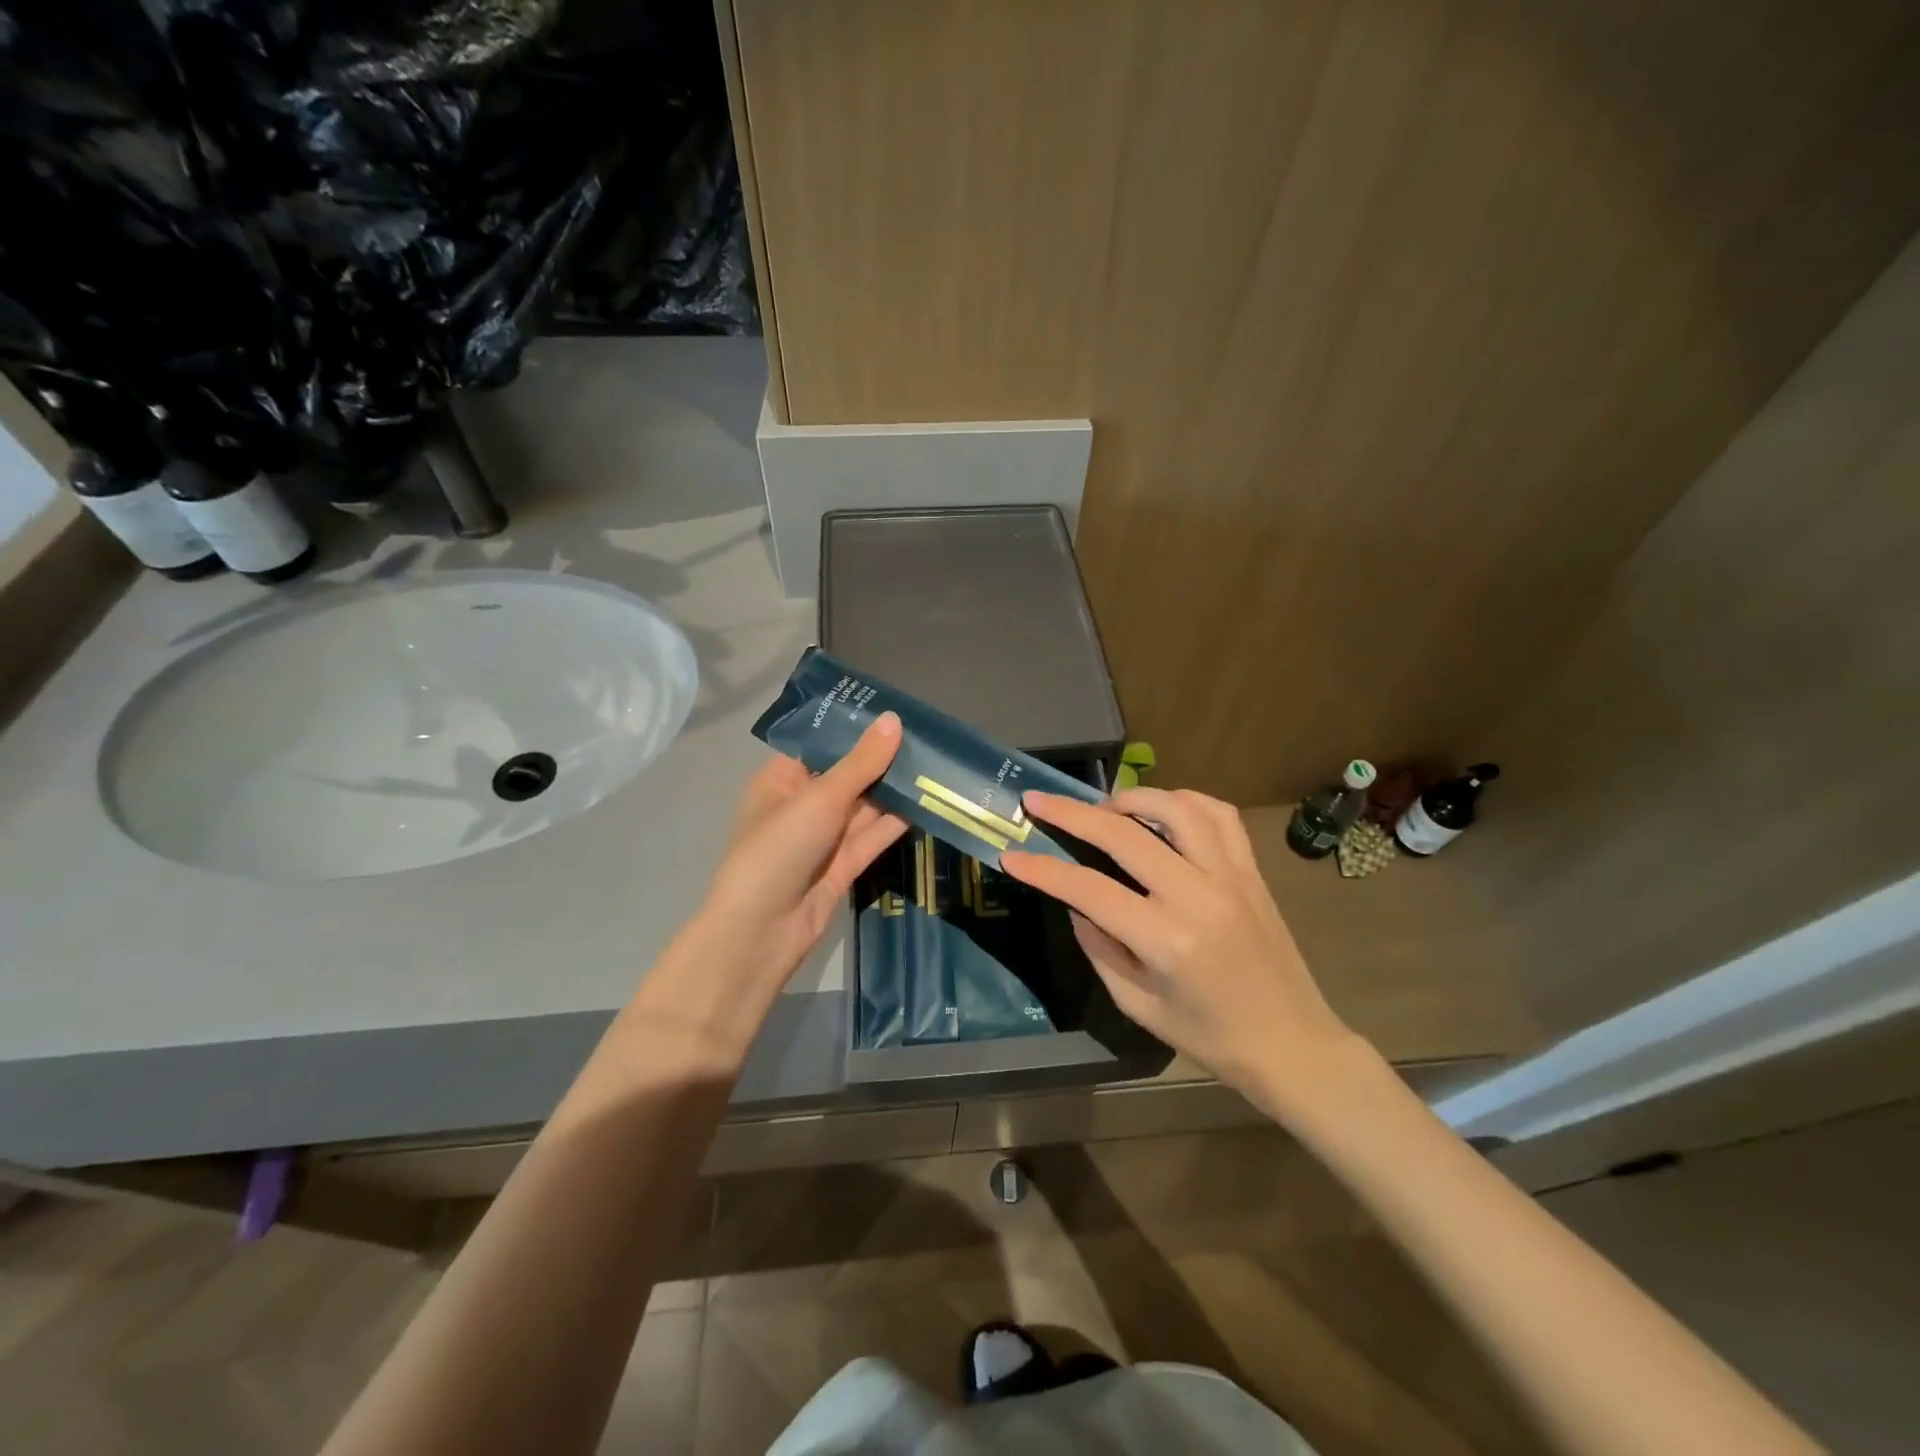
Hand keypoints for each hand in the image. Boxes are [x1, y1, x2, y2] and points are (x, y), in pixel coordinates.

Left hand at [692, 713, 907, 997]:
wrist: (762, 932)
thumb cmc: (778, 849)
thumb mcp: (820, 798)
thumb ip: (861, 762)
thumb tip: (894, 719)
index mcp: (782, 780)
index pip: (822, 746)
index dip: (856, 730)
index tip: (896, 712)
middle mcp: (803, 805)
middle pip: (849, 775)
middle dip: (883, 760)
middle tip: (928, 736)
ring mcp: (824, 837)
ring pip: (865, 806)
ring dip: (895, 790)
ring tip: (936, 763)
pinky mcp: (844, 864)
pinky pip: (873, 835)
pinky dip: (896, 820)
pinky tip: (928, 800)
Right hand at [1000, 787, 1364, 1105]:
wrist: (1293, 1044)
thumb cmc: (1211, 1037)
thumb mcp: (1139, 1006)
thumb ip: (1100, 949)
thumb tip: (1076, 903)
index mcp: (1166, 940)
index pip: (1089, 889)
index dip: (1044, 870)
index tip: (1012, 855)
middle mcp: (1198, 896)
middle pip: (1124, 835)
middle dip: (1071, 812)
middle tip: (1038, 800)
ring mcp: (1230, 876)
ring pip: (1175, 808)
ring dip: (1130, 798)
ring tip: (1104, 807)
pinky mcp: (1252, 870)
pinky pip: (1219, 815)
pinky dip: (1184, 801)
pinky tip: (1163, 810)